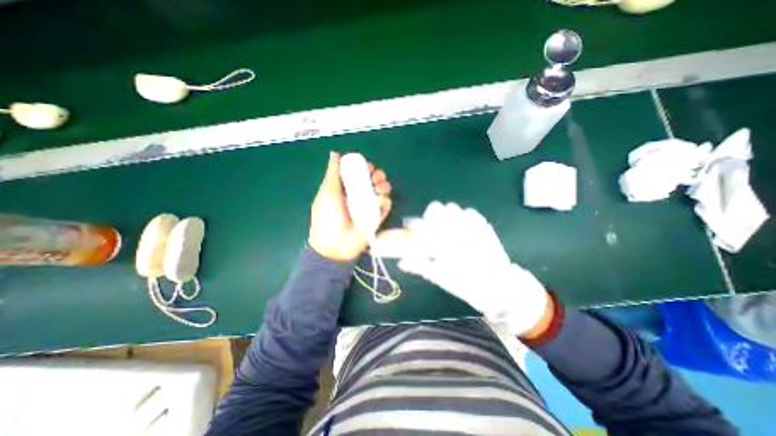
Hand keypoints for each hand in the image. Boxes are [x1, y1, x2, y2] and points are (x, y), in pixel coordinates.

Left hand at [309, 151, 394, 261]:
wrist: (335, 245)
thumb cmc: (327, 217)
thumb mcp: (327, 192)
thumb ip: (332, 174)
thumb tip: (335, 154)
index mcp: (346, 188)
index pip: (359, 173)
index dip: (365, 167)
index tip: (367, 166)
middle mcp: (359, 195)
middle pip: (373, 180)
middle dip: (377, 175)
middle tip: (375, 178)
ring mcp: (368, 206)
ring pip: (382, 191)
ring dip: (384, 186)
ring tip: (379, 188)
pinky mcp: (377, 217)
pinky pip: (385, 205)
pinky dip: (385, 202)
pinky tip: (380, 202)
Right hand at [400, 201, 550, 337]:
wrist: (499, 286)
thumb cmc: (465, 283)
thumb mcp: (439, 277)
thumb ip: (419, 265)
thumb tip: (401, 262)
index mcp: (442, 240)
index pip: (420, 224)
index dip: (411, 223)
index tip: (408, 226)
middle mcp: (455, 227)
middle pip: (436, 207)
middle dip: (429, 215)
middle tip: (430, 227)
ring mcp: (471, 224)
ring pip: (452, 207)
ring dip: (445, 215)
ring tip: (447, 227)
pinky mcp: (484, 225)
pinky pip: (469, 212)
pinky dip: (462, 216)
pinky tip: (462, 228)